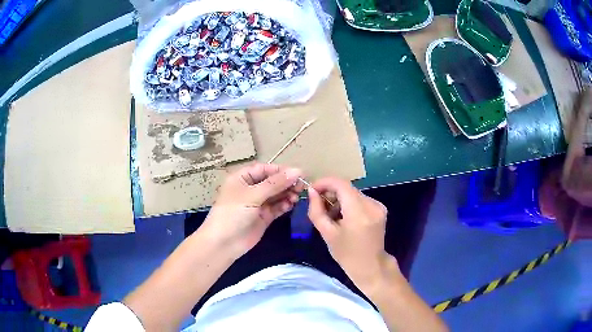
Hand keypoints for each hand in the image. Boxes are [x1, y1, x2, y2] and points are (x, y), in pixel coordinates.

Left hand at [199, 163, 303, 258]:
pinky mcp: (264, 216)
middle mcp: (251, 189)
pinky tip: (291, 204)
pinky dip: (285, 205)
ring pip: (276, 194)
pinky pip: (277, 207)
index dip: (281, 170)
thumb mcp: (252, 195)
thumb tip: (297, 171)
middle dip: (286, 183)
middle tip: (302, 186)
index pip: (264, 169)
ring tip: (297, 196)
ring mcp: (258, 203)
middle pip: (272, 182)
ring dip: (287, 194)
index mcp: (242, 178)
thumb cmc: (233, 213)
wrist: (224, 243)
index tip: (298, 173)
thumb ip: (275, 184)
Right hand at [308, 177, 398, 291]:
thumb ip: (316, 210)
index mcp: (359, 212)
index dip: (324, 182)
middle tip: (319, 205)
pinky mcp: (380, 208)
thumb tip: (312, 191)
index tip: (312, 190)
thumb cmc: (346, 254)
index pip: (341, 184)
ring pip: (353, 193)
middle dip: (330, 192)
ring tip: (331, 215)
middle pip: (347, 188)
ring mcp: (378, 206)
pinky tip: (343, 217)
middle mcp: (372, 204)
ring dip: (339, 199)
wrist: (370, 266)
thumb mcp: (327, 233)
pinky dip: (349, 203)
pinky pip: (360, 199)